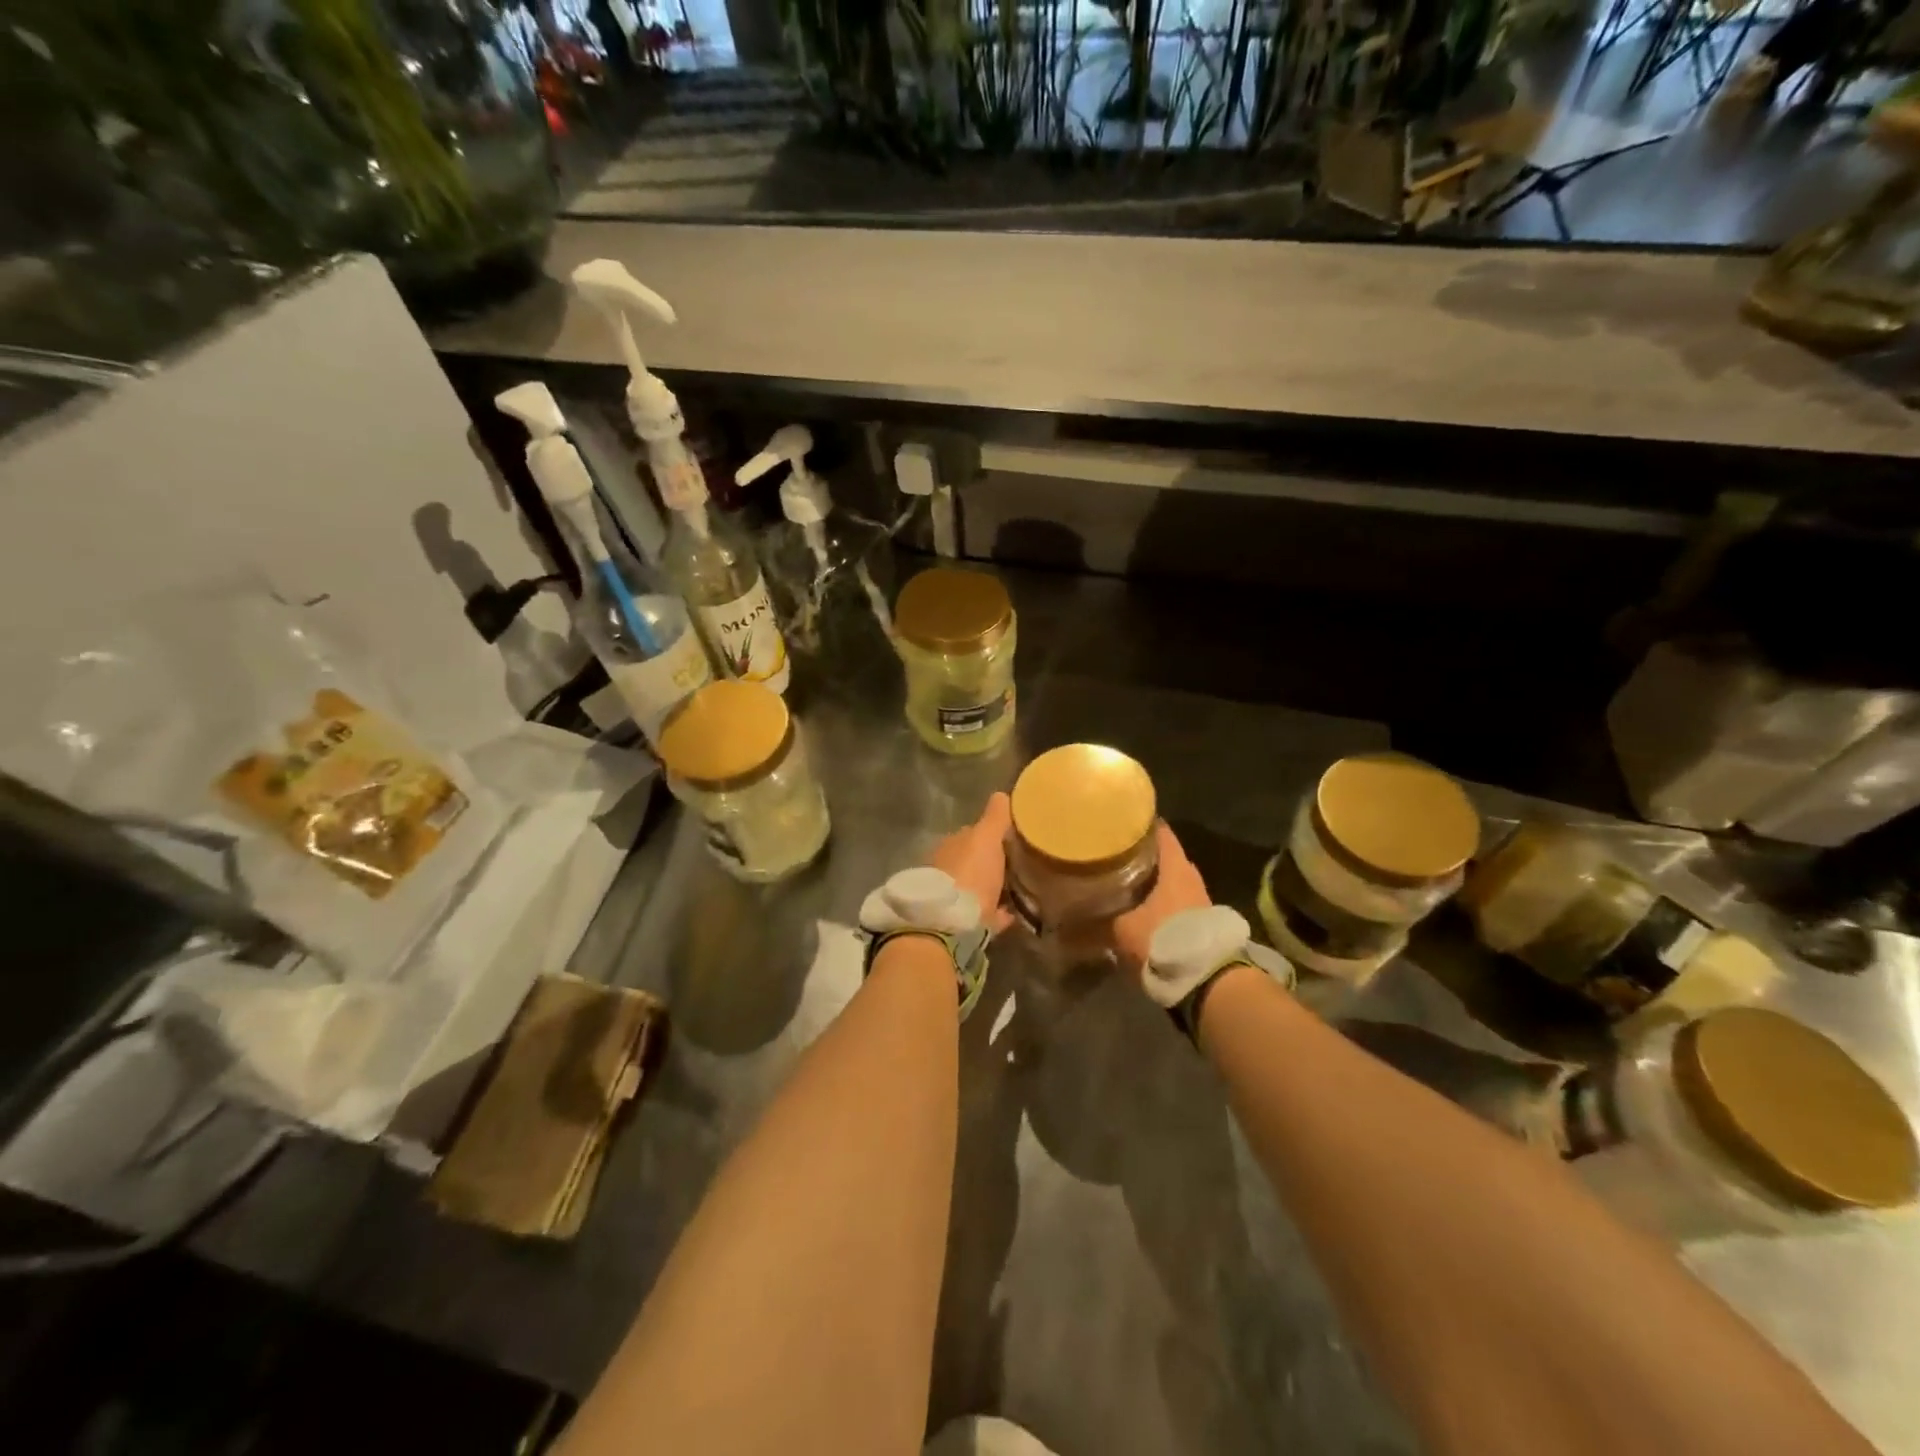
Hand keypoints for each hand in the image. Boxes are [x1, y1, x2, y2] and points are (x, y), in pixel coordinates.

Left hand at [927, 792, 1015, 934]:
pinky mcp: (961, 924)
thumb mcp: (986, 838)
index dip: (991, 835)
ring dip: (994, 888)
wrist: (951, 924)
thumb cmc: (970, 873)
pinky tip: (1014, 914)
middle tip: (1020, 865)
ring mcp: (953, 898)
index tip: (1013, 838)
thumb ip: (995, 818)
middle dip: (992, 863)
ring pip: (977, 888)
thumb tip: (1002, 794)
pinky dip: (997, 913)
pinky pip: (985, 915)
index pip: (972, 835)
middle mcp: (947, 870)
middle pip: (974, 863)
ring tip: (1021, 890)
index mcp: (950, 846)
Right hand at [1111, 822, 1212, 973]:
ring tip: (1123, 881)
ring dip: (1151, 881)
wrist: (1207, 979)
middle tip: (1114, 854)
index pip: (1159, 832)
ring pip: (1171, 880)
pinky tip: (1141, 908)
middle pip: (1164, 856)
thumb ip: (1096, 924)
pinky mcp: (1201, 921)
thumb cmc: (1163, 939)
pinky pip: (1176, 901)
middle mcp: (1190, 876)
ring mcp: (1199, 898)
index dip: (1139, 825)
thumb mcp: (1122, 931)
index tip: (1117, 823)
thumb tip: (1065, 926)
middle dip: (1141, 855)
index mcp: (1174, 867)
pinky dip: (1160, 901)